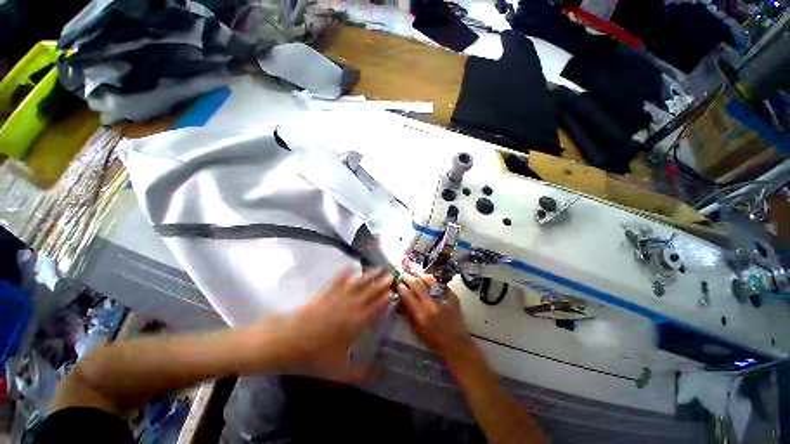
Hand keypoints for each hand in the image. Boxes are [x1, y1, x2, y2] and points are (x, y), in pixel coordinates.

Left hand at [262, 268, 392, 380]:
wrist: (288, 342)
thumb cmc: (313, 356)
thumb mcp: (338, 370)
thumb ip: (358, 373)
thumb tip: (375, 377)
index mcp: (356, 323)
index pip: (375, 308)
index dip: (385, 299)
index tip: (393, 291)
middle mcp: (350, 307)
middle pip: (370, 292)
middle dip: (382, 283)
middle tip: (392, 274)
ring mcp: (338, 298)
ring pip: (358, 284)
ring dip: (369, 275)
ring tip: (379, 267)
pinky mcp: (326, 293)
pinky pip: (338, 280)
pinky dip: (345, 272)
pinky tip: (351, 265)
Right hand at [396, 271, 476, 364]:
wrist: (456, 342)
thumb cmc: (433, 339)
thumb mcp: (417, 328)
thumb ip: (408, 312)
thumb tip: (400, 297)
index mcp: (421, 314)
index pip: (408, 295)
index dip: (401, 287)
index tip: (397, 282)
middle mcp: (431, 304)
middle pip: (417, 285)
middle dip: (408, 277)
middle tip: (403, 273)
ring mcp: (443, 298)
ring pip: (429, 281)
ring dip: (419, 274)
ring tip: (413, 269)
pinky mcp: (452, 296)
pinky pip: (440, 283)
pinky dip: (432, 279)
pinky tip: (426, 276)